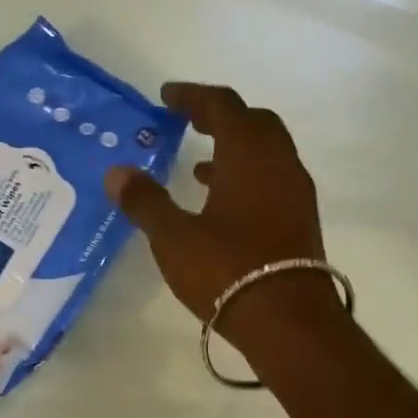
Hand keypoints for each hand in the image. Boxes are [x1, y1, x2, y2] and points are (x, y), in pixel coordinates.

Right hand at [104, 83, 340, 352]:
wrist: (288, 321)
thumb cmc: (227, 269)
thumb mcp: (174, 237)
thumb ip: (145, 201)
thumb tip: (117, 173)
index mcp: (248, 154)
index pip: (222, 106)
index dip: (192, 97)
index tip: (167, 96)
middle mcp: (279, 163)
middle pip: (253, 122)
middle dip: (220, 117)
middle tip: (189, 122)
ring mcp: (295, 192)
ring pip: (267, 152)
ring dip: (234, 148)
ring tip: (197, 164)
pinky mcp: (300, 219)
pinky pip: (272, 179)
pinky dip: (246, 176)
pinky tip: (221, 203)